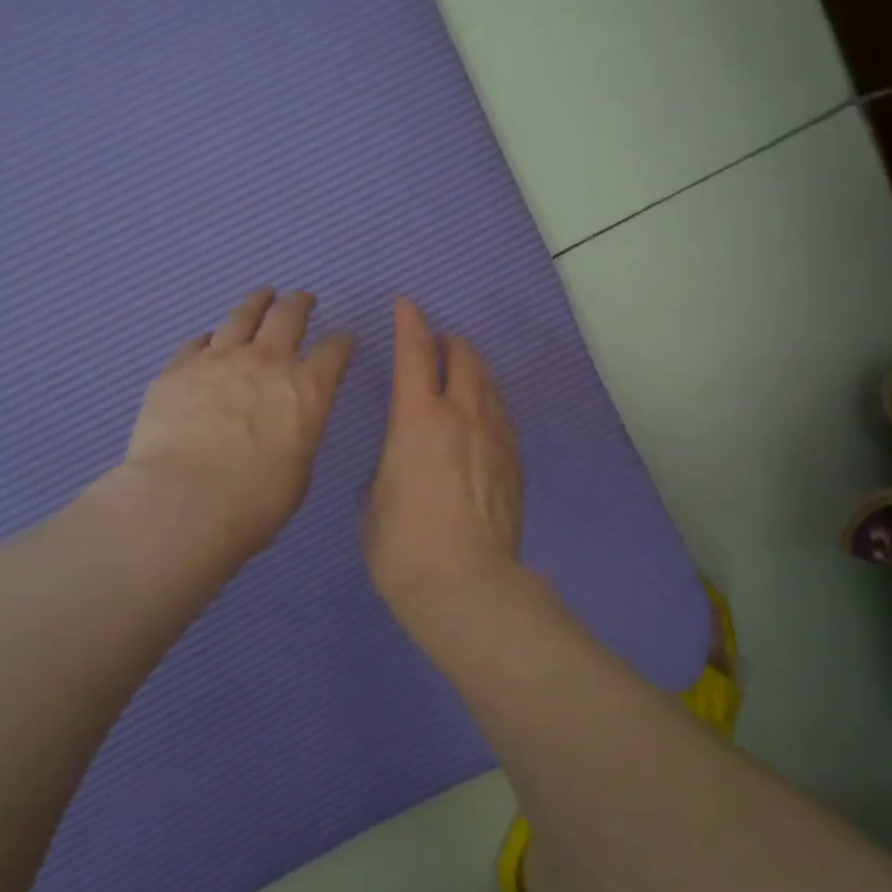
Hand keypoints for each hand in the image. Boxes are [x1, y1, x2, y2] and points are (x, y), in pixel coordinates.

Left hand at [123, 288, 353, 569]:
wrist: (184, 502)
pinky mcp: (178, 368)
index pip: (335, 350)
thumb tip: (286, 426)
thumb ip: (297, 434)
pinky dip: (209, 339)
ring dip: (256, 303)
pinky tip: (209, 340)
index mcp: (308, 388)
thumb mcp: (299, 469)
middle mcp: (267, 362)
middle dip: (300, 304)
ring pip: (241, 316)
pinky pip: (197, 342)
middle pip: (288, 316)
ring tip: (262, 295)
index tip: (343, 339)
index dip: (342, 342)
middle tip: (303, 299)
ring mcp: (219, 359)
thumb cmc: (256, 501)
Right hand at [364, 298, 522, 611]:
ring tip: (461, 371)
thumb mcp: (375, 499)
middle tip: (437, 344)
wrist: (467, 585)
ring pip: (488, 382)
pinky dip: (489, 402)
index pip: (414, 353)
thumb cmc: (403, 545)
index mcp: (417, 418)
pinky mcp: (516, 460)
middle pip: (462, 357)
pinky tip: (484, 414)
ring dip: (472, 368)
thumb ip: (391, 464)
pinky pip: (502, 414)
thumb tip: (404, 460)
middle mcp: (462, 414)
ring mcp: (495, 436)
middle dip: (448, 342)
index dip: (409, 323)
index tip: (406, 305)